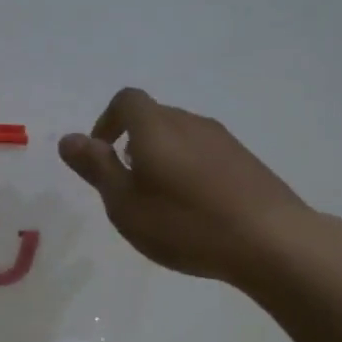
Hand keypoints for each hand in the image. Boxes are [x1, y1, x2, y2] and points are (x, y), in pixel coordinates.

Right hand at [60, 88, 313, 289]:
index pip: (126, 100)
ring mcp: (223, 140)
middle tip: (128, 187)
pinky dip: (190, 170)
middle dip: (133, 143)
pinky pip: (205, 154)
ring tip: (162, 202)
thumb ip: (96, 168)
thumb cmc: (186, 224)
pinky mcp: (246, 161)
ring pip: (181, 136)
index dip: (107, 122)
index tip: (102, 156)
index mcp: (157, 127)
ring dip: (162, 157)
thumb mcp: (126, 204)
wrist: (272, 241)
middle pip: (154, 117)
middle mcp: (190, 122)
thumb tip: (69, 138)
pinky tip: (197, 209)